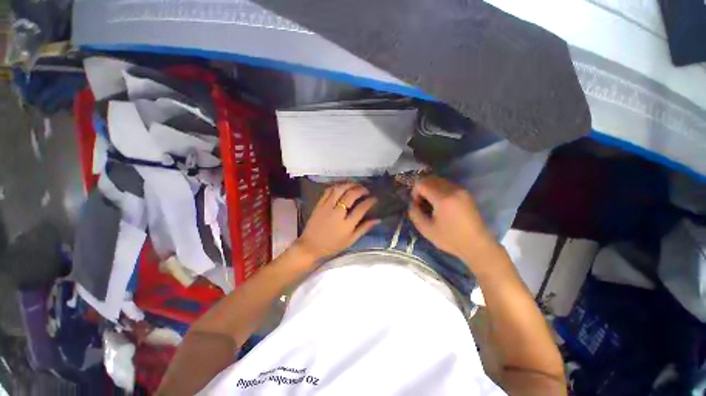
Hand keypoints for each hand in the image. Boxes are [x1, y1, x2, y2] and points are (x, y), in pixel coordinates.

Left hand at [296, 183, 378, 260]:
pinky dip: (337, 186)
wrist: (310, 246)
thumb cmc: (332, 245)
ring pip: (339, 189)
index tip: (375, 198)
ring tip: (356, 185)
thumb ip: (364, 228)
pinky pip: (328, 190)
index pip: (361, 208)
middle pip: (350, 195)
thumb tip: (378, 219)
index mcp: (346, 225)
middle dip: (361, 189)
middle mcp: (337, 213)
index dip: (370, 201)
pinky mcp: (319, 204)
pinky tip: (343, 186)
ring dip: (349, 184)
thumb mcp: (350, 240)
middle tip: (366, 190)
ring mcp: (327, 207)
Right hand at [408, 176, 494, 263]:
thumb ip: (414, 213)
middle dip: (422, 188)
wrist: (477, 245)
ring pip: (439, 180)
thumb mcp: (426, 229)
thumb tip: (412, 203)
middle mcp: (453, 190)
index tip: (417, 204)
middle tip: (422, 203)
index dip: (415, 192)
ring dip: (430, 188)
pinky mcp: (466, 193)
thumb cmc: (450, 239)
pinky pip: (447, 185)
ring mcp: (461, 190)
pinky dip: (439, 190)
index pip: (422, 183)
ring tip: (431, 204)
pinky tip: (441, 204)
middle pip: (430, 179)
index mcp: (443, 198)